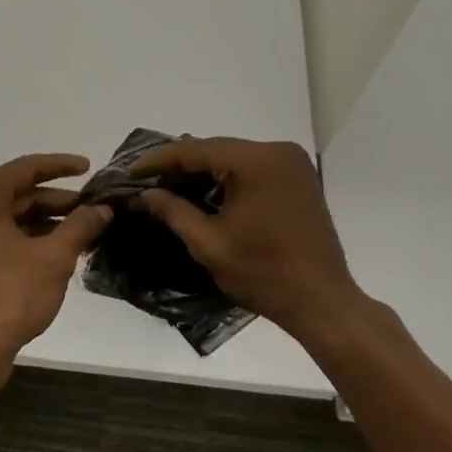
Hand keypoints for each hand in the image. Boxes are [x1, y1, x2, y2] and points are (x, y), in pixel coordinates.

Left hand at [0, 153, 112, 391]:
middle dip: (57, 200)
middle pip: (17, 195)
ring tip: (84, 232)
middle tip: (93, 207)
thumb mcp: (54, 257)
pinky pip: (0, 240)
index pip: (25, 169)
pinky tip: (58, 253)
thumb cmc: (10, 294)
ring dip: (46, 223)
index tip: (90, 168)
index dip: (60, 166)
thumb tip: (103, 209)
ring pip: (10, 220)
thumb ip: (80, 226)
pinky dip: (28, 241)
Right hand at [131, 138, 361, 341]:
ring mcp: (292, 163)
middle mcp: (277, 151)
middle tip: (146, 181)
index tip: (130, 172)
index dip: (159, 160)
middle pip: (216, 150)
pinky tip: (203, 193)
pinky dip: (226, 179)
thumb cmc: (263, 274)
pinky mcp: (298, 179)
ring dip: (202, 171)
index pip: (196, 150)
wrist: (322, 302)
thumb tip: (144, 194)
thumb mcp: (209, 243)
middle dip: (180, 165)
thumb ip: (173, 211)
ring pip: (233, 158)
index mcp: (256, 162)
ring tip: (168, 187)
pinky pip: (252, 169)